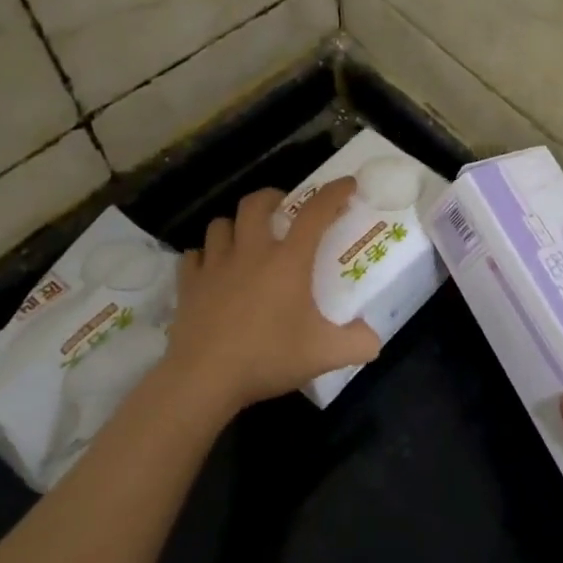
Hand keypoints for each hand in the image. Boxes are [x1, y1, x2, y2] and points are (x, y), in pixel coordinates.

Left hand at [162, 179, 381, 417]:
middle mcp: (250, 253)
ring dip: (236, 225)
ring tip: (246, 239)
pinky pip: (194, 256)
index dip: (333, 193)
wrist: (205, 378)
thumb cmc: (268, 357)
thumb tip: (373, 337)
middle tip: (283, 208)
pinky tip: (212, 270)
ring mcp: (215, 266)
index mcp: (288, 261)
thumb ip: (358, 343)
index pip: (315, 214)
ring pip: (220, 224)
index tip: (347, 184)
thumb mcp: (325, 355)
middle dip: (272, 197)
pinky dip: (205, 256)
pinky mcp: (189, 284)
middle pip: (256, 204)